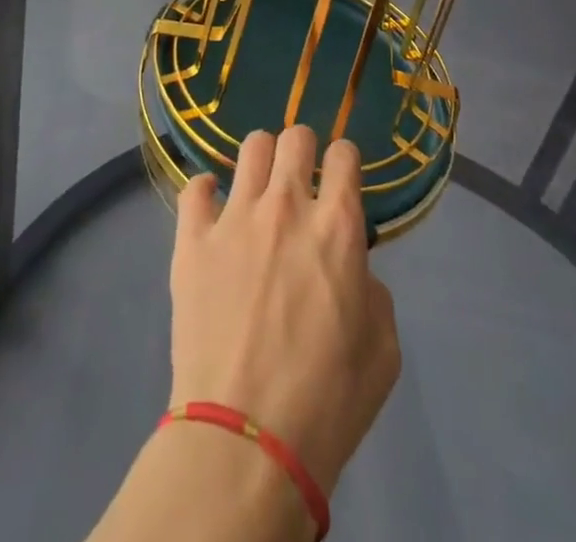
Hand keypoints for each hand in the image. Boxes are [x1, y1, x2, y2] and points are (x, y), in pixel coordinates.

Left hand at [169, 127, 400, 496]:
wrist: (246, 439)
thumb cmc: (327, 402)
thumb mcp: (383, 349)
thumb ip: (371, 290)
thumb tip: (350, 268)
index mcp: (337, 228)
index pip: (343, 155)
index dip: (344, 161)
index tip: (340, 178)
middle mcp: (286, 207)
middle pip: (295, 137)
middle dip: (302, 150)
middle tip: (299, 180)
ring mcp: (235, 218)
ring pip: (250, 148)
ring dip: (260, 162)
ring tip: (258, 189)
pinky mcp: (192, 240)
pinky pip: (194, 188)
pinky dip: (205, 192)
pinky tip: (211, 210)